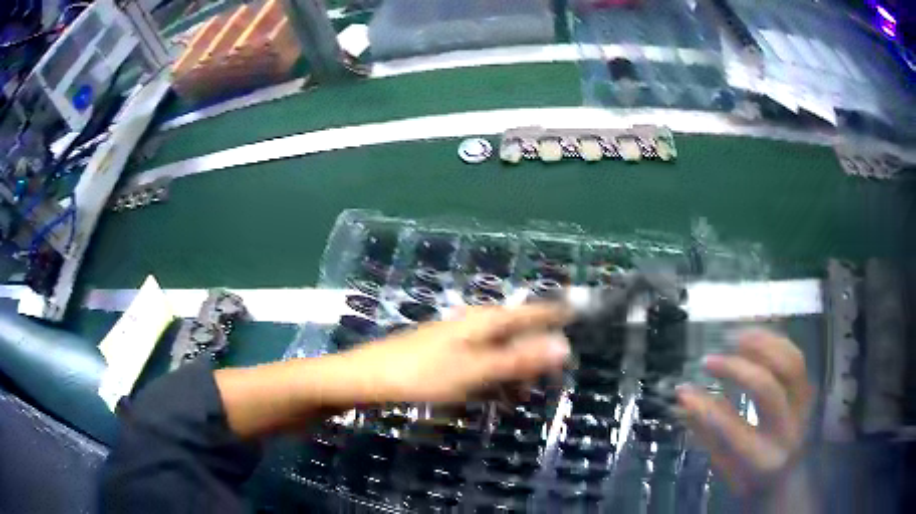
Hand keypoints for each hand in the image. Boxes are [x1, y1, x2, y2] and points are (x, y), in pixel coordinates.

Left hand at [344, 304, 571, 403]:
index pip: (532, 312)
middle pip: (518, 330)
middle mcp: (474, 323)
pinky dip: (496, 374)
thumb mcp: (475, 370)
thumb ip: (518, 360)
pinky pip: (483, 360)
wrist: (367, 378)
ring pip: (500, 347)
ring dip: (518, 365)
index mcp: (485, 320)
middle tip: (558, 369)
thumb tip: (564, 346)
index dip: (557, 315)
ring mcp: (458, 338)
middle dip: (539, 347)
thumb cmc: (422, 374)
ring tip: (531, 387)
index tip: (581, 316)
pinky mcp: (447, 354)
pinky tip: (497, 391)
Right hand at [676, 329, 813, 495]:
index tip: (683, 389)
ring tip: (734, 337)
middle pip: (766, 388)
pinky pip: (796, 358)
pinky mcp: (808, 391)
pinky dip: (776, 342)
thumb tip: (683, 398)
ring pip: (789, 364)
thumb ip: (707, 431)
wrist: (788, 479)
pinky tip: (756, 337)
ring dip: (761, 345)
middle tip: (709, 361)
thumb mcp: (724, 465)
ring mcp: (802, 407)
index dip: (705, 407)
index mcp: (760, 459)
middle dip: (736, 368)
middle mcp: (786, 430)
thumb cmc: (749, 479)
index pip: (731, 428)